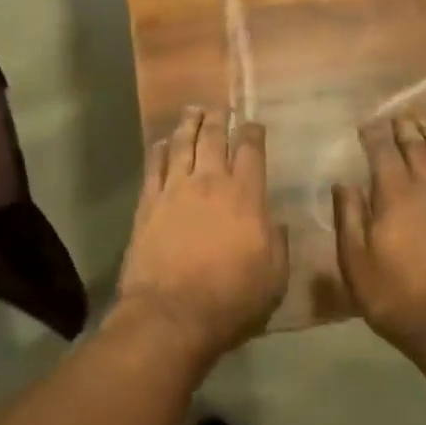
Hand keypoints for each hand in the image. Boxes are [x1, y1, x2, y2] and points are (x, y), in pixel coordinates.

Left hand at [114, 107, 288, 364]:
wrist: (171, 315)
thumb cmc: (231, 301)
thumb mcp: (274, 279)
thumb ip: (277, 243)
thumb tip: (274, 221)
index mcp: (245, 196)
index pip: (250, 151)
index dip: (252, 133)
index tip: (253, 124)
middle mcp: (210, 182)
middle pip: (213, 138)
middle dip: (219, 119)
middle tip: (220, 109)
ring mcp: (175, 189)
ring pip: (182, 143)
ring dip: (189, 124)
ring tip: (193, 110)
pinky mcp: (148, 203)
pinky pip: (154, 165)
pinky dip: (160, 149)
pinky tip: (162, 141)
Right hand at [334, 117, 425, 356]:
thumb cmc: (394, 295)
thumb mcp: (355, 259)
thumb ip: (349, 216)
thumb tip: (343, 182)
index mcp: (395, 195)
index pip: (383, 153)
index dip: (374, 135)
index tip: (367, 123)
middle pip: (417, 151)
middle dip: (406, 131)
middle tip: (400, 116)